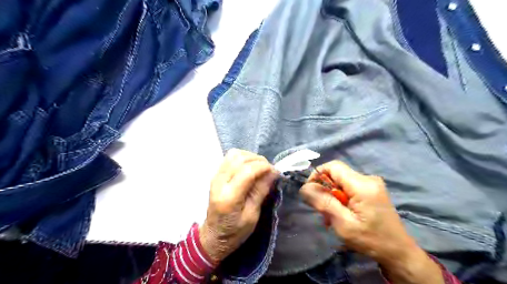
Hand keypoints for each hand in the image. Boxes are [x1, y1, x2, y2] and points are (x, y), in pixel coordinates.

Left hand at [200, 150, 276, 264]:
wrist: (213, 236)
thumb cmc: (235, 231)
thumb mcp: (252, 216)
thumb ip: (261, 191)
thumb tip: (273, 172)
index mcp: (229, 197)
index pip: (247, 171)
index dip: (264, 167)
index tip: (275, 171)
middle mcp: (219, 182)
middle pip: (240, 159)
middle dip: (259, 160)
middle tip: (270, 170)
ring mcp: (215, 176)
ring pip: (234, 154)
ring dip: (250, 157)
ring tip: (260, 167)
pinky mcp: (216, 174)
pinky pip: (230, 157)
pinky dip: (243, 158)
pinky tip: (250, 166)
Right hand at [301, 161, 444, 283]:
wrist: (399, 253)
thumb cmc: (371, 240)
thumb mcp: (343, 224)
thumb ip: (323, 203)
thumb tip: (305, 188)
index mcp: (362, 185)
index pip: (333, 166)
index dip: (317, 174)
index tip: (310, 192)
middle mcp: (368, 179)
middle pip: (337, 175)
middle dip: (325, 191)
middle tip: (323, 212)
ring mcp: (372, 184)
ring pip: (341, 182)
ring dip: (332, 197)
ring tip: (332, 218)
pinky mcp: (372, 190)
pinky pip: (349, 188)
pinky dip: (341, 199)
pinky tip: (342, 215)